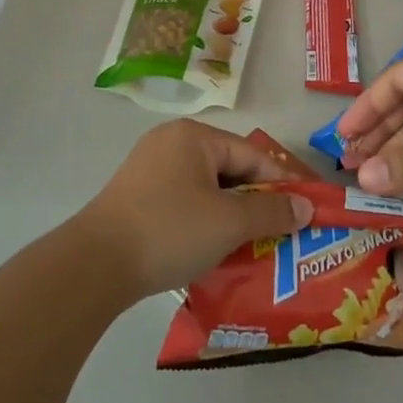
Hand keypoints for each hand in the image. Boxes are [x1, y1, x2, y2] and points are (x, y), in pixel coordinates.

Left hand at [71, 120, 314, 301]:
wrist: (94, 265)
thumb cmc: (170, 231)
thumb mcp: (229, 222)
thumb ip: (271, 211)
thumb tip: (305, 207)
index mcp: (194, 137)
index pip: (252, 155)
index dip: (283, 183)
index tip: (307, 210)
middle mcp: (171, 143)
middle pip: (229, 170)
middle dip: (257, 202)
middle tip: (283, 232)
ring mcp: (150, 170)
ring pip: (207, 190)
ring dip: (232, 216)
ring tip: (255, 245)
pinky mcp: (137, 198)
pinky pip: (185, 203)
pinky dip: (206, 222)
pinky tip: (216, 249)